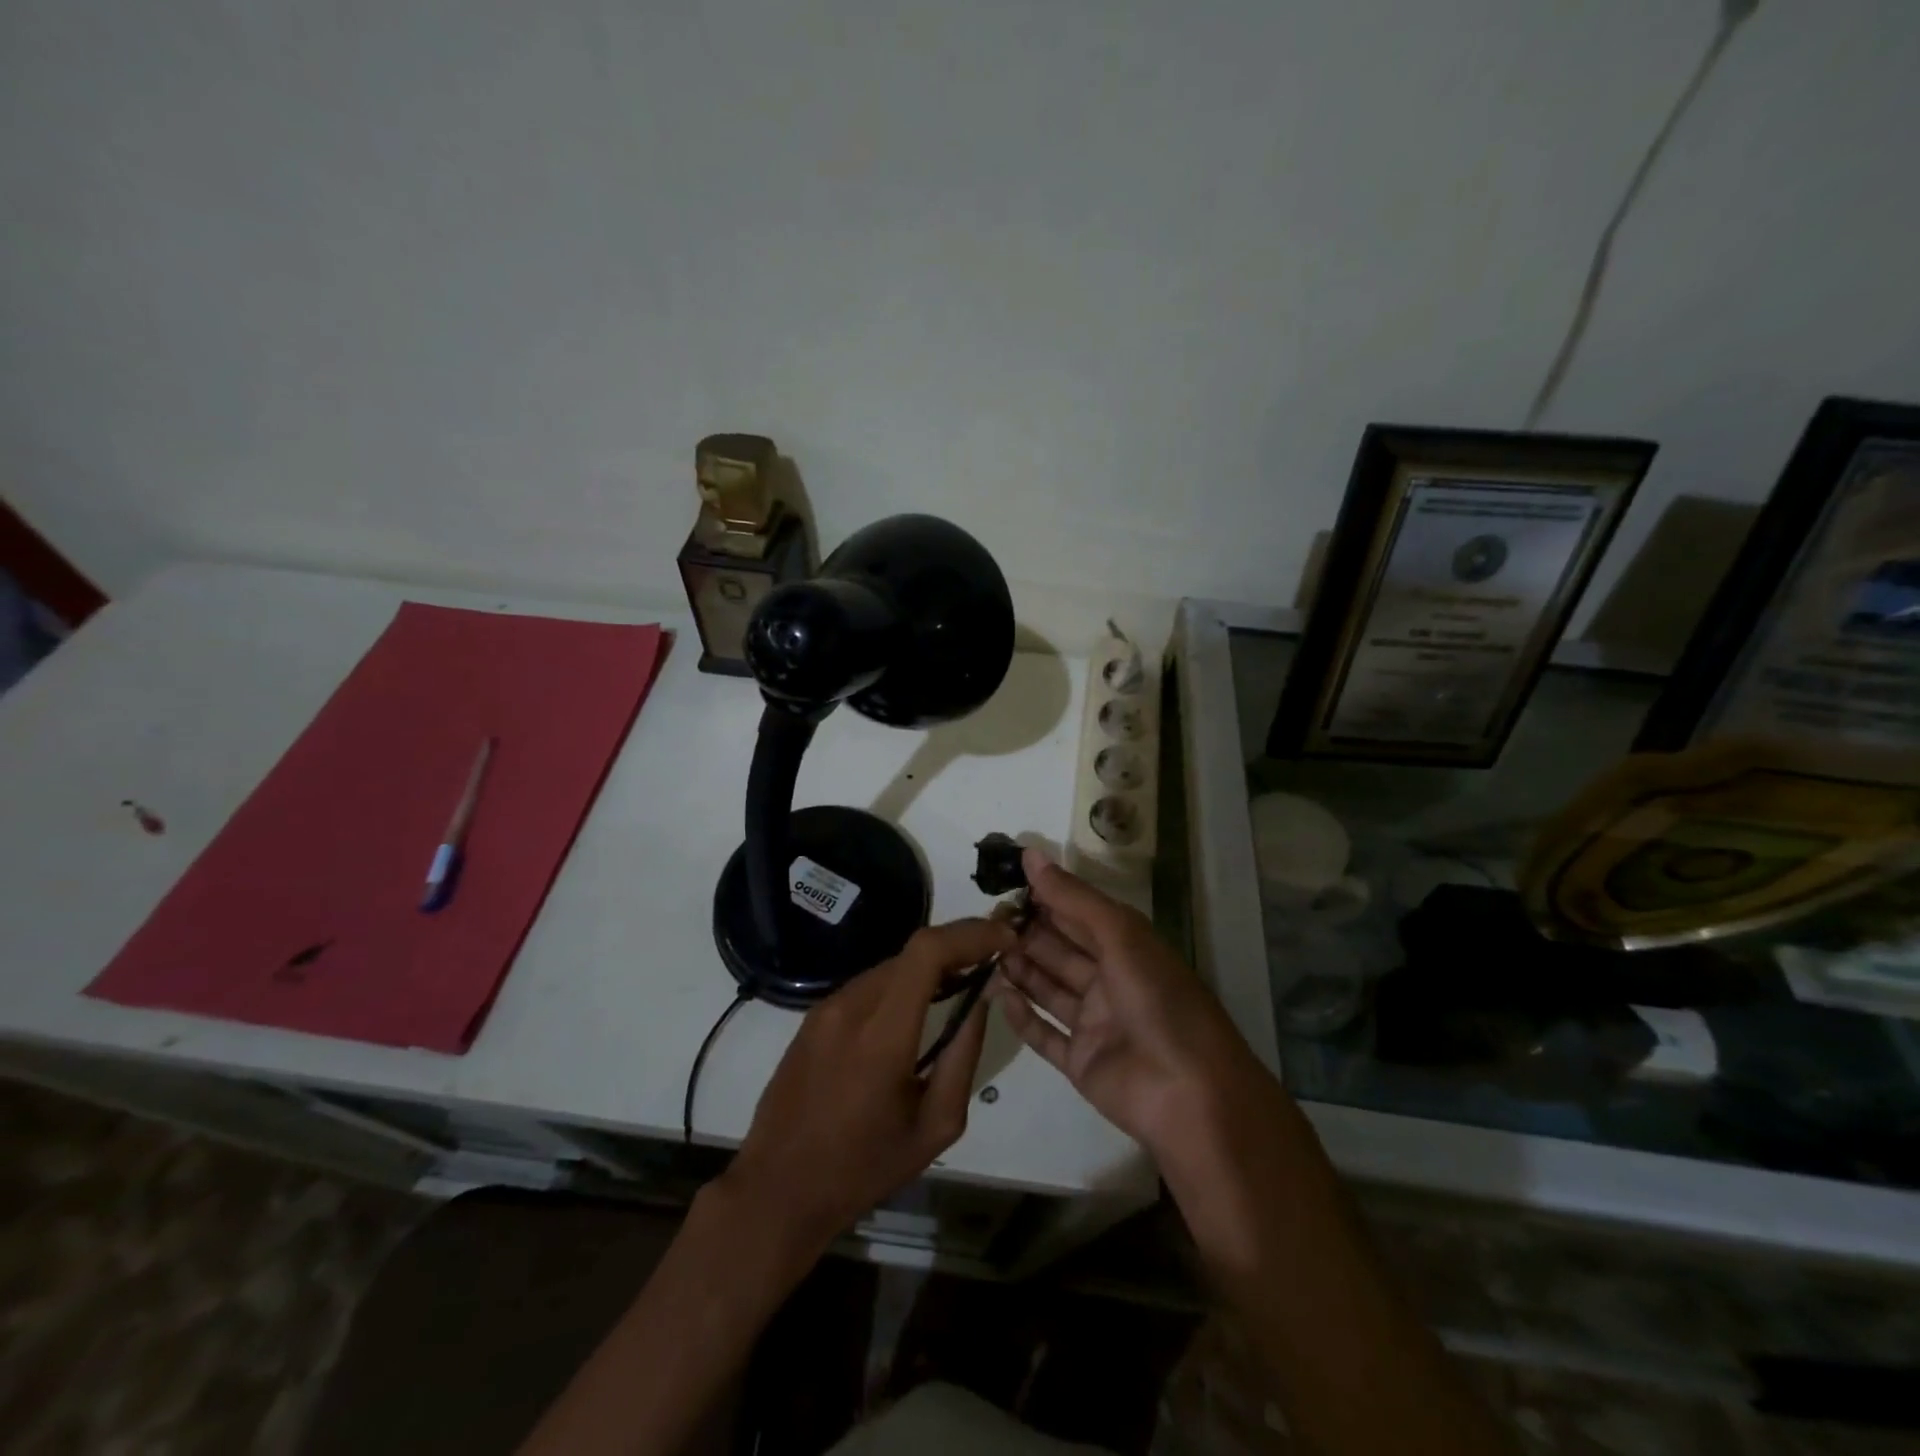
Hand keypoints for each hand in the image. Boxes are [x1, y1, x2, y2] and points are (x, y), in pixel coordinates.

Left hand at [722, 917, 1014, 1255]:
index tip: (1003, 938)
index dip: (970, 934)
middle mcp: (850, 1007)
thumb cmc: (863, 1168)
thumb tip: (981, 999)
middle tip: (991, 961)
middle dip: (957, 948)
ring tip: (960, 986)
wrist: (778, 1189)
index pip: (927, 952)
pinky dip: (901, 984)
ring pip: (890, 966)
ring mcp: (825, 1008)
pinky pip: (868, 985)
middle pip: (912, 953)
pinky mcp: (813, 1016)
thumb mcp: (935, 1126)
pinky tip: (915, 1011)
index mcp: (881, 1036)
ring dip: (929, 967)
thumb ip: (963, 1055)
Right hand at [995, 847, 1269, 1156]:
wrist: (1190, 1096)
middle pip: (1059, 950)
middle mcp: (1110, 979)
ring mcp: (1095, 1022)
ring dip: (1019, 970)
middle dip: (1024, 934)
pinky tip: (997, 997)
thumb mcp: (1120, 936)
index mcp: (1127, 947)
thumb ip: (1073, 898)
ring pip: (1048, 988)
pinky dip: (1022, 1017)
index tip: (1002, 885)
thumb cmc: (1159, 1002)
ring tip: (981, 953)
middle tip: (983, 923)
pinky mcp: (1081, 1061)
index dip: (1043, 898)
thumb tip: (1030, 853)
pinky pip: (1044, 1034)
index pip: (1077, 913)